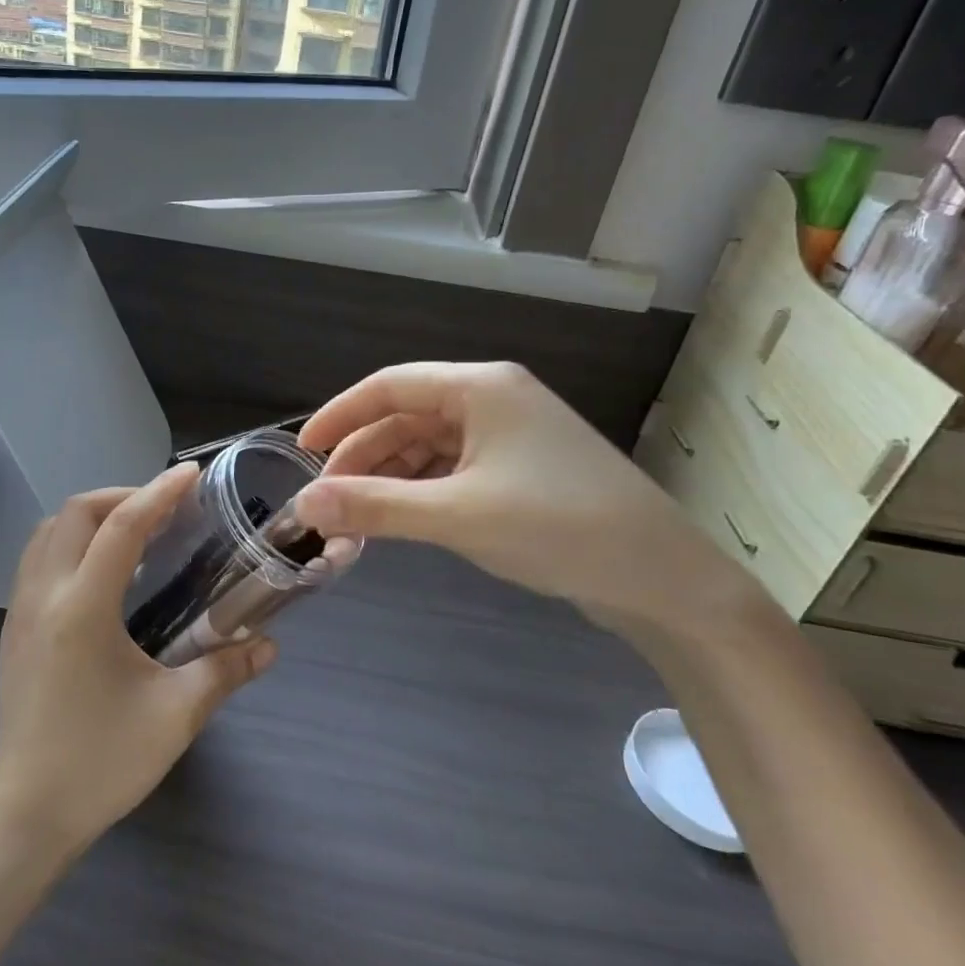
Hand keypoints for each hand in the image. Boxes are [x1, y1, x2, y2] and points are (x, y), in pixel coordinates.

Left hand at [0, 464, 276, 855]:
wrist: (28, 815)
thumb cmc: (102, 763)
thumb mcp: (176, 715)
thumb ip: (225, 671)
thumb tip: (269, 646)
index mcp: (81, 609)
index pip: (121, 527)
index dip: (159, 493)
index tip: (191, 474)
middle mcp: (43, 596)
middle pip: (74, 513)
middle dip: (121, 496)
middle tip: (164, 510)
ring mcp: (20, 612)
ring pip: (48, 532)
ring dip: (91, 516)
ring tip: (135, 532)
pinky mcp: (13, 630)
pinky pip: (38, 558)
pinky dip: (71, 542)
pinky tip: (103, 572)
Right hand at [294, 362, 761, 643]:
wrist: (663, 579)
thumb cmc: (559, 528)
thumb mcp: (457, 516)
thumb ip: (375, 507)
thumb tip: (302, 506)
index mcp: (481, 388)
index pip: (390, 386)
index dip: (340, 415)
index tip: (301, 452)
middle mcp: (494, 400)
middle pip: (407, 417)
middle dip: (362, 457)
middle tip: (327, 504)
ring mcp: (511, 435)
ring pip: (428, 446)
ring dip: (389, 479)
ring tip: (356, 520)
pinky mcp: (521, 469)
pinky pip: (453, 469)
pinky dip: (420, 492)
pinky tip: (401, 520)